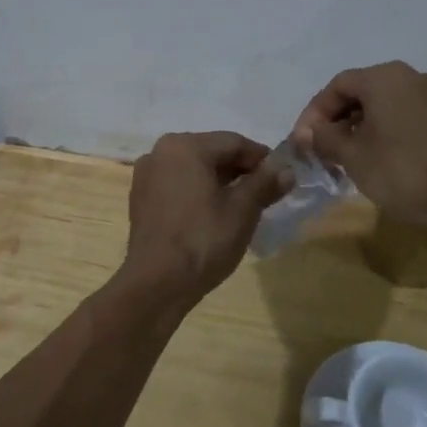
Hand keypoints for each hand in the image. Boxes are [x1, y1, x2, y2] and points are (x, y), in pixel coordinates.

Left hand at [122, 132, 291, 298]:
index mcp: (184, 146)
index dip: (261, 158)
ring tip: (243, 205)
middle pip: (211, 153)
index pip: (233, 142)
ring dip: (220, 182)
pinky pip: (177, 186)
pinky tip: (213, 214)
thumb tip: (286, 169)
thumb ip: (265, 184)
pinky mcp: (141, 199)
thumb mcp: (242, 210)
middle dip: (240, 170)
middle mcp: (160, 152)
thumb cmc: (203, 240)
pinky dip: (198, 193)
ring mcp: (146, 176)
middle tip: (266, 192)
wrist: (157, 283)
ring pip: (193, 170)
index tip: (282, 176)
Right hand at [290, 62, 426, 223]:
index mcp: (384, 77)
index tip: (302, 141)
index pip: (337, 85)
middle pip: (361, 92)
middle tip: (321, 151)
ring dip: (359, 128)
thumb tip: (306, 133)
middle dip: (336, 121)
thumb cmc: (402, 169)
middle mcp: (411, 77)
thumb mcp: (353, 155)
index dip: (314, 113)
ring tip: (346, 159)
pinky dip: (384, 132)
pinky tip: (377, 160)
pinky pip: (404, 117)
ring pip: (384, 106)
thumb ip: (324, 138)